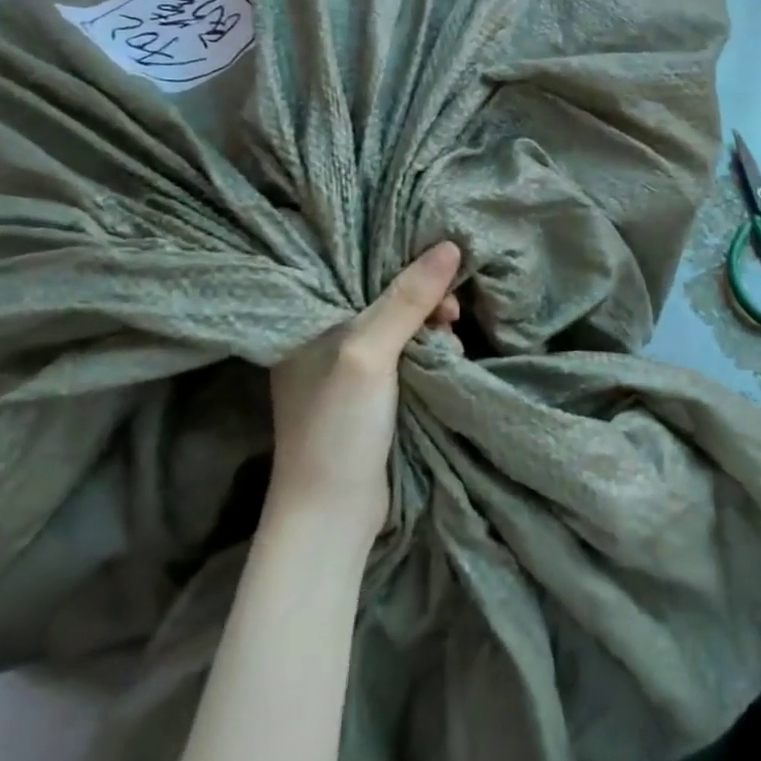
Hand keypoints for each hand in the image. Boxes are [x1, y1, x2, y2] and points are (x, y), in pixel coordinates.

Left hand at [267, 242, 462, 543]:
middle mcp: (324, 339)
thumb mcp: (369, 353)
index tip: (439, 267)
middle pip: (384, 297)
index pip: (357, 270)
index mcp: (308, 321)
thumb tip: (450, 246)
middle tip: (451, 314)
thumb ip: (406, 300)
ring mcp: (348, 369)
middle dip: (424, 299)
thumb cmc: (338, 425)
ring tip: (451, 340)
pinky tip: (448, 356)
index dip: (399, 262)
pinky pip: (407, 354)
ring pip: (401, 326)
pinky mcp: (371, 394)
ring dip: (432, 328)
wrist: (332, 514)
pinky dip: (430, 351)